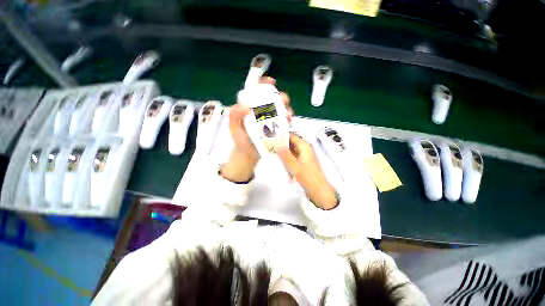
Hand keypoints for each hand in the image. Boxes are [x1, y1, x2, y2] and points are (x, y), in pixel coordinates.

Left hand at [221, 77, 292, 181]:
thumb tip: (245, 107)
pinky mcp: (276, 128)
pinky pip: (284, 121)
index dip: (264, 84)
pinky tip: (289, 122)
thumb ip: (234, 116)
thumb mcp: (233, 127)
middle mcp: (262, 111)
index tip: (272, 82)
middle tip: (284, 101)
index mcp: (251, 107)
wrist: (248, 155)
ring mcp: (270, 120)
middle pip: (273, 99)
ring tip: (288, 114)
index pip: (257, 91)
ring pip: (281, 109)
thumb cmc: (240, 140)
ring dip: (287, 109)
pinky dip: (288, 120)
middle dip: (280, 97)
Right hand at [277, 133, 337, 209]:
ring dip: (284, 153)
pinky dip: (287, 159)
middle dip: (281, 145)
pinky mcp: (303, 162)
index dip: (281, 136)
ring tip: (274, 154)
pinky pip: (293, 157)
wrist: (319, 191)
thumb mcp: (294, 167)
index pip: (291, 136)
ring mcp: (304, 155)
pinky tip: (283, 164)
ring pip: (291, 150)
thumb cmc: (308, 178)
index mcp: (305, 147)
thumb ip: (285, 155)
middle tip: (270, 146)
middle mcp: (305, 149)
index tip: (271, 137)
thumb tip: (277, 144)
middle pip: (291, 143)